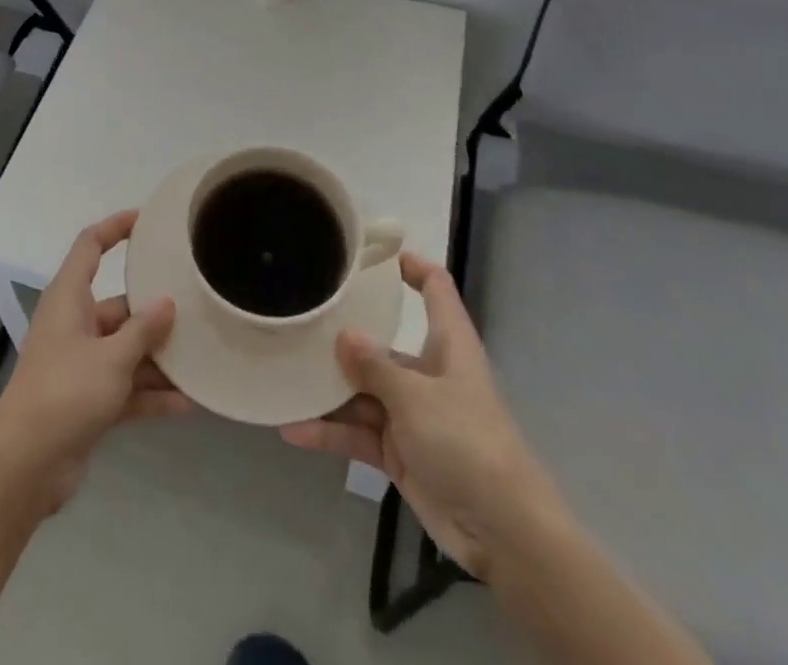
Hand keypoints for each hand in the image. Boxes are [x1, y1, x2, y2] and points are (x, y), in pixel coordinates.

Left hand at [0, 211, 187, 511]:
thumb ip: (143, 330)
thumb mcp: (111, 358)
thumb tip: (167, 303)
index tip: (147, 220)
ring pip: (126, 349)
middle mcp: (75, 324)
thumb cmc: (65, 394)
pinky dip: (150, 393)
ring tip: (200, 358)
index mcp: (69, 299)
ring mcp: (80, 363)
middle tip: (195, 305)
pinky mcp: (86, 399)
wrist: (25, 467)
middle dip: (155, 309)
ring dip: (158, 357)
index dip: (116, 227)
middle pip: (119, 305)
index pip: (90, 246)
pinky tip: (187, 403)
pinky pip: (125, 386)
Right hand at [280, 253, 556, 575]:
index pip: (435, 289)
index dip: (410, 266)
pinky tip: (293, 429)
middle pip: (383, 344)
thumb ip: (375, 365)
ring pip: (364, 392)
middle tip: (301, 319)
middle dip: (344, 337)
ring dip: (329, 391)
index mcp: (448, 346)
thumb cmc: (466, 442)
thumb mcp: (416, 397)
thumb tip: (344, 334)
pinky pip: (360, 434)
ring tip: (284, 376)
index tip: (371, 255)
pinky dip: (331, 432)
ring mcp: (413, 415)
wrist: (503, 533)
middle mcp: (429, 373)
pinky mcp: (401, 452)